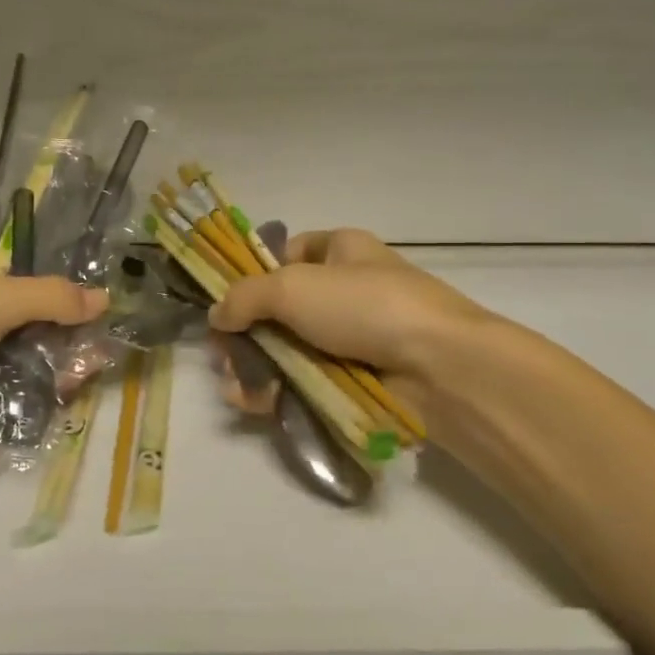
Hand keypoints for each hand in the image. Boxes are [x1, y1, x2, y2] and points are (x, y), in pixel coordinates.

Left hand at [0, 234, 106, 466]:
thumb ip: (52, 297)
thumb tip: (105, 299)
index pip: (8, 257)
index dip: (46, 274)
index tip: (83, 296)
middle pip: (12, 307)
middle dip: (52, 326)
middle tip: (92, 343)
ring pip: (5, 345)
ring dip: (41, 358)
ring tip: (83, 372)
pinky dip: (19, 384)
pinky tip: (55, 392)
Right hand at [211, 229, 491, 372]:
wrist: (439, 367)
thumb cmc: (364, 306)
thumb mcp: (293, 286)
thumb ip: (244, 296)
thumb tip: (215, 316)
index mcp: (340, 251)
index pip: (287, 253)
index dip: (253, 275)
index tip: (226, 303)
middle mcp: (345, 291)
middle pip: (279, 309)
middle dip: (245, 334)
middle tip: (222, 357)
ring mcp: (351, 338)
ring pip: (288, 350)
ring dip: (255, 368)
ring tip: (236, 388)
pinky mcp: (354, 380)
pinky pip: (305, 382)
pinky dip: (278, 392)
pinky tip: (255, 403)